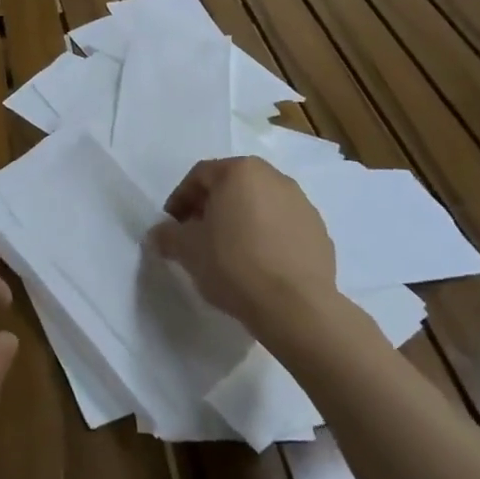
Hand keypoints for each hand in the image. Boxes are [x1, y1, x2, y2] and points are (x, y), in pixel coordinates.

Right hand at [150, 156, 339, 336]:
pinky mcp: (320, 232)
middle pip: (232, 186)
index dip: (180, 200)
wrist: (296, 307)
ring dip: (241, 221)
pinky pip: (283, 227)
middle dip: (212, 207)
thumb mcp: (187, 249)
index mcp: (240, 171)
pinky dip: (268, 238)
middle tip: (198, 236)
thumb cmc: (234, 264)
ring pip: (260, 205)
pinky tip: (260, 266)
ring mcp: (302, 204)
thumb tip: (159, 234)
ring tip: (230, 253)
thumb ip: (167, 235)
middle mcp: (273, 177)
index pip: (200, 176)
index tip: (173, 226)